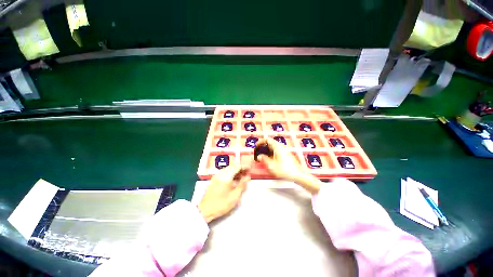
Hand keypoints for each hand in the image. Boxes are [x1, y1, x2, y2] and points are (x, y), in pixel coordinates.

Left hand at [198, 164, 250, 222]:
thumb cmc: (221, 204)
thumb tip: (247, 177)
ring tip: (242, 177)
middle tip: (247, 173)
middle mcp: (221, 173)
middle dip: (240, 168)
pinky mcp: (214, 179)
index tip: (250, 169)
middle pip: (232, 166)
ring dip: (235, 171)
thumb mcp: (235, 196)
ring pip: (228, 169)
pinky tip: (234, 180)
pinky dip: (231, 173)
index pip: (237, 166)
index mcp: (226, 176)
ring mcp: (216, 175)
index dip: (244, 166)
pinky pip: (224, 172)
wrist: (204, 210)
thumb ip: (242, 184)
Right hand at [256, 138, 305, 181]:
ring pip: (273, 147)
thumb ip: (264, 159)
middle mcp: (281, 147)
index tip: (256, 146)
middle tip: (258, 152)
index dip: (261, 141)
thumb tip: (259, 156)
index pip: (268, 139)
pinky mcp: (286, 155)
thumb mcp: (272, 165)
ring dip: (267, 150)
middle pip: (270, 143)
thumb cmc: (285, 170)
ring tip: (263, 157)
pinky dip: (271, 153)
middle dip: (263, 146)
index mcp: (277, 147)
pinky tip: (270, 160)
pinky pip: (277, 150)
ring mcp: (285, 150)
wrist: (298, 175)